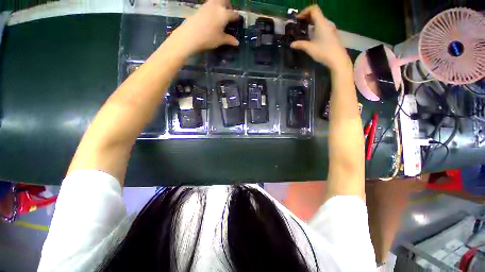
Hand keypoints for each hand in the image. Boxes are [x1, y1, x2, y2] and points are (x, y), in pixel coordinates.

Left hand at [169, 0, 239, 55]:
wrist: (190, 35)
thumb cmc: (209, 38)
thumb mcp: (221, 40)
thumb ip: (230, 39)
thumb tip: (237, 43)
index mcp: (224, 14)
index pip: (234, 14)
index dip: (237, 17)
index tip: (238, 20)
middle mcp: (217, 6)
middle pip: (225, 0)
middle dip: (228, 4)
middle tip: (228, 12)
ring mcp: (207, 5)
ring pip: (216, 0)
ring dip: (220, 4)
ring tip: (220, 14)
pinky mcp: (200, 7)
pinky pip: (209, 4)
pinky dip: (213, 7)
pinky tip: (212, 16)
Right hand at [291, 5, 350, 71]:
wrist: (337, 59)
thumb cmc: (323, 52)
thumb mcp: (310, 48)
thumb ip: (300, 44)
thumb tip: (292, 44)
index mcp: (321, 23)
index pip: (314, 9)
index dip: (305, 11)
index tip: (298, 19)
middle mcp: (327, 23)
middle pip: (317, 14)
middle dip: (307, 17)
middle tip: (299, 25)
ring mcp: (331, 28)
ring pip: (320, 21)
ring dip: (311, 23)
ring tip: (304, 30)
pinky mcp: (332, 34)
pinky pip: (323, 26)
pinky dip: (316, 27)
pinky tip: (312, 36)